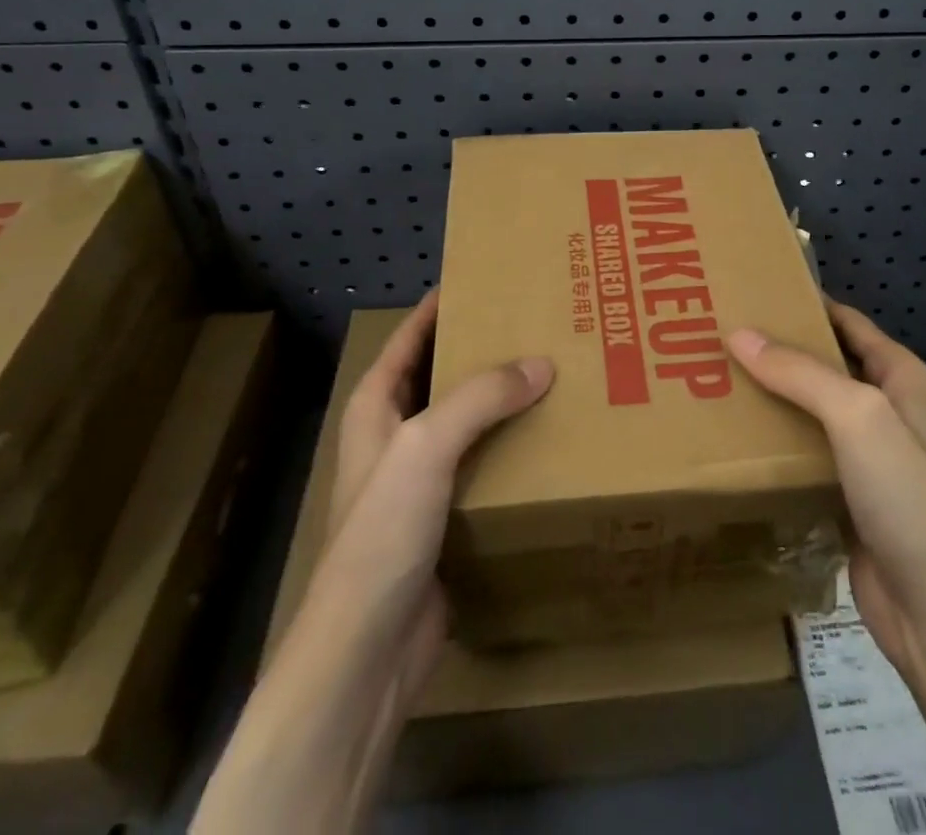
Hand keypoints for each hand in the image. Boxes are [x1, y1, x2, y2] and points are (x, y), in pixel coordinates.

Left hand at [318, 289, 553, 701]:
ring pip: (469, 420)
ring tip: (557, 371)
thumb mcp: (426, 446)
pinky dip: (513, 446)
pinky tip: (551, 438)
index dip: (442, 304)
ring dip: (505, 400)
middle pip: (444, 374)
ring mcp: (421, 477)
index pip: (412, 336)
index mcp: (377, 405)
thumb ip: (481, 397)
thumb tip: (542, 363)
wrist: (368, 649)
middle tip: (540, 322)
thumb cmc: (382, 532)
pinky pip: (485, 464)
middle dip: (485, 348)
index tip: (488, 276)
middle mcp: (397, 433)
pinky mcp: (447, 515)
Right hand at [732, 302, 925, 834]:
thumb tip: (738, 334)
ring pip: (810, 411)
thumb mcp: (856, 415)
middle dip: (779, 350)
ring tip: (716, 378)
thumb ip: (799, 372)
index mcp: (900, 377)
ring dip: (772, 397)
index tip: (753, 290)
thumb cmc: (905, 494)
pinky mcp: (846, 496)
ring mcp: (867, 457)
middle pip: (825, 365)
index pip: (847, 322)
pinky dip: (774, 443)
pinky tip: (735, 437)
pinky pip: (804, 455)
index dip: (806, 303)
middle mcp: (884, 409)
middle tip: (720, 333)